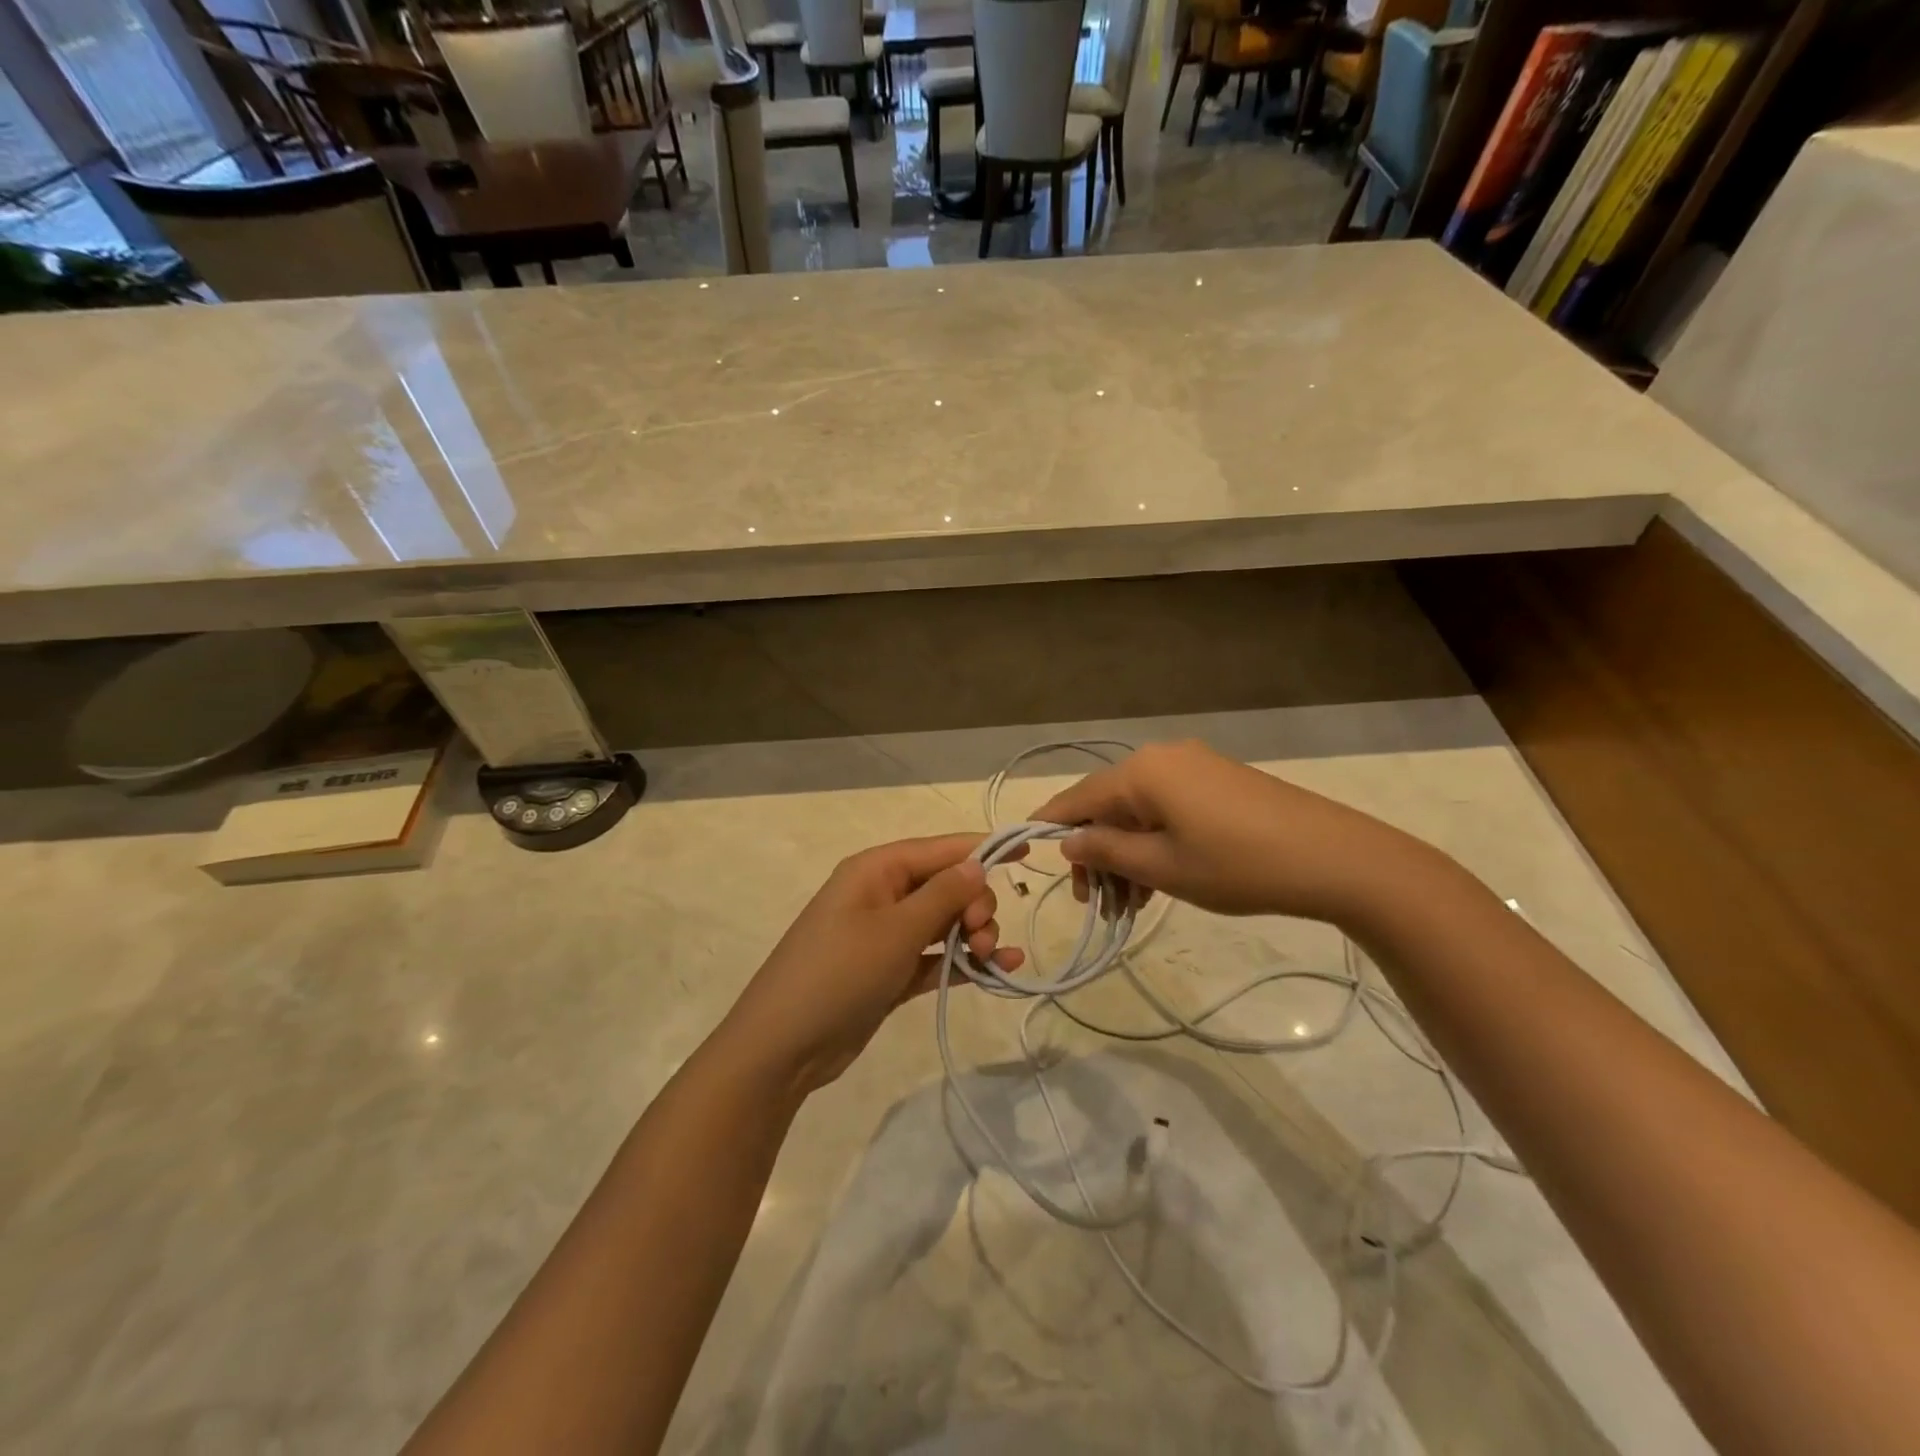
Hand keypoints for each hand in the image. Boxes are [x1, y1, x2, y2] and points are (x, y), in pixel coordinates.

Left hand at [719, 834, 1024, 1095]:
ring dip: (974, 933)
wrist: (782, 1048)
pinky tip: (999, 970)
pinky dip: (963, 961)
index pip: (939, 849)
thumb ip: (943, 895)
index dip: (982, 848)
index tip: (1027, 851)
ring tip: (989, 957)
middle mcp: (882, 895)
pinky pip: (936, 956)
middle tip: (983, 934)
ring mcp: (885, 936)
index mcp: (876, 870)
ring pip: (944, 922)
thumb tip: (977, 863)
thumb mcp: (895, 930)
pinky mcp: (890, 973)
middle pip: (946, 885)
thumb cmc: (838, 973)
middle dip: (976, 904)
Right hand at [1032, 740, 1428, 926]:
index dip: (1051, 827)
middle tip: (1096, 903)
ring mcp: (1195, 766)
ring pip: (1140, 811)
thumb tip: (1068, 842)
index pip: (1078, 797)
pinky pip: (1168, 808)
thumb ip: (1107, 851)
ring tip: (1130, 905)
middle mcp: (1163, 758)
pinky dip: (1155, 842)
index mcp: (1142, 772)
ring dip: (1126, 854)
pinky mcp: (1219, 781)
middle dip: (1096, 853)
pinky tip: (1158, 881)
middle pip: (1109, 805)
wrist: (1335, 858)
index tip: (1027, 854)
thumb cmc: (1238, 865)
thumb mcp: (1163, 866)